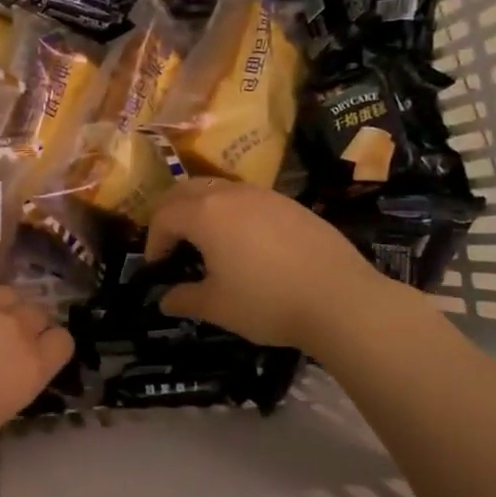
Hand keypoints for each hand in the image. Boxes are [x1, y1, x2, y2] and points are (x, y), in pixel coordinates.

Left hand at [0, 281, 72, 469]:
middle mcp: (14, 328)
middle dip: (25, 325)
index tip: (34, 357)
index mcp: (31, 368)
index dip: (49, 347)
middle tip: (0, 343)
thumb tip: (3, 374)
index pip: (63, 342)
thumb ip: (9, 386)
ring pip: (5, 293)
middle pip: (36, 312)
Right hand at [145, 178, 400, 351]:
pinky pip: (248, 198)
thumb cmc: (267, 302)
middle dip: (171, 214)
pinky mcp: (290, 203)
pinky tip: (247, 243)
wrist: (341, 299)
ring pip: (219, 189)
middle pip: (186, 190)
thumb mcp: (217, 307)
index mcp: (204, 214)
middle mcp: (230, 194)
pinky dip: (233, 212)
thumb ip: (184, 299)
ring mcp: (263, 195)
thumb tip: (165, 300)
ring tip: (208, 242)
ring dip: (202, 209)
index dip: (154, 241)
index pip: (163, 216)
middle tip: (173, 244)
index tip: (158, 267)